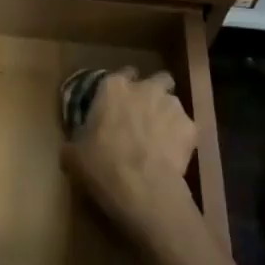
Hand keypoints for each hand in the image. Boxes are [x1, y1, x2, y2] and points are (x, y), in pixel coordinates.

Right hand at [62, 68, 199, 250]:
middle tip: (144, 115)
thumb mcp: (74, 156)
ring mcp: (171, 105)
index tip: (118, 105)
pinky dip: (181, 138)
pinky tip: (174, 156)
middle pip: (156, 79)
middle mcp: (145, 87)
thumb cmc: (103, 166)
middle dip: (153, 93)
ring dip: (167, 114)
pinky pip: (186, 128)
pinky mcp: (191, 127)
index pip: (122, 74)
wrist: (144, 190)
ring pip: (173, 102)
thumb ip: (75, 142)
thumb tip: (73, 146)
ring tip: (161, 138)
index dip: (122, 90)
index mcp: (113, 87)